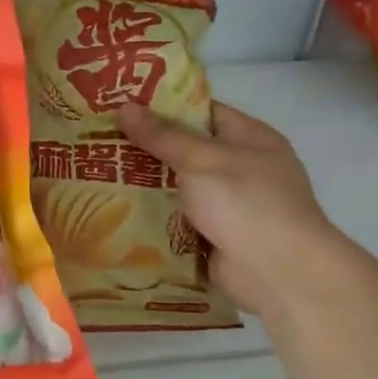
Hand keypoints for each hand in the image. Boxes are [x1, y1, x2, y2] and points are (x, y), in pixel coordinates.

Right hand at [118, 100, 349, 321]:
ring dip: (147, 185)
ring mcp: (230, 206)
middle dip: (148, 148)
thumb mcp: (200, 159)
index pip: (203, 112)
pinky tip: (118, 211)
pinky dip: (155, 218)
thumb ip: (162, 136)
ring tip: (99, 174)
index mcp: (250, 138)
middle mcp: (242, 168)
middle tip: (102, 141)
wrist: (278, 272)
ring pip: (180, 188)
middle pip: (187, 151)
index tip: (123, 105)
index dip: (164, 107)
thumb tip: (125, 107)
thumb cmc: (245, 202)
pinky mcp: (216, 237)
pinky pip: (179, 220)